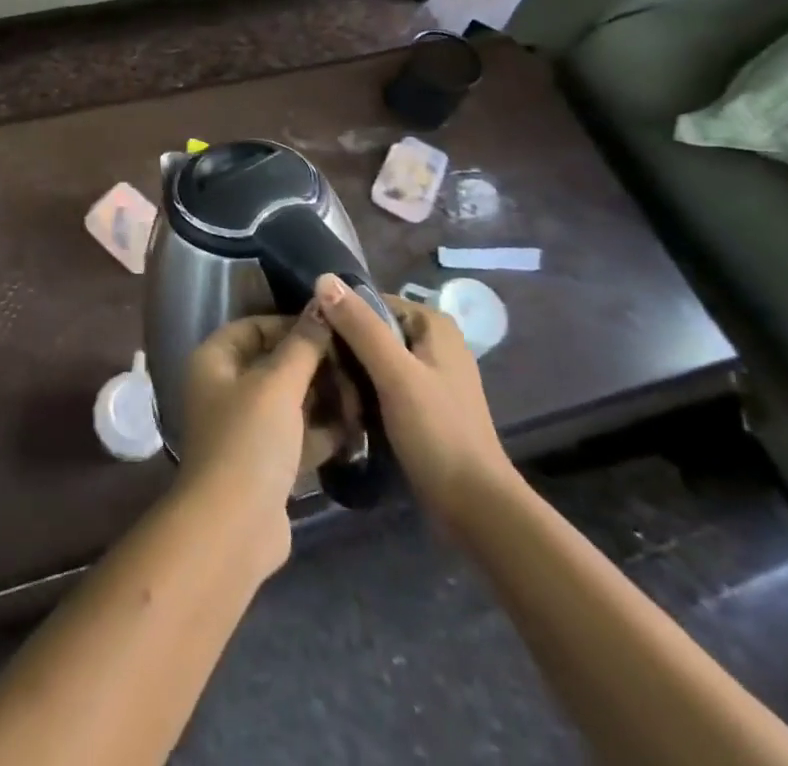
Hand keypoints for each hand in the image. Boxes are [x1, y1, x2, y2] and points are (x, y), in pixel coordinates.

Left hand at [178, 304, 341, 572]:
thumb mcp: (279, 384)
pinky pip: (298, 434)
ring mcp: (245, 428)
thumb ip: (303, 343)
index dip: (292, 324)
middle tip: (357, 364)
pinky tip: (358, 428)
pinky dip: (323, 431)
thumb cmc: (249, 440)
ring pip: (290, 401)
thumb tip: (322, 300)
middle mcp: (225, 389)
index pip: (255, 327)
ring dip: (325, 398)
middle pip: (276, 363)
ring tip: (364, 395)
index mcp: (215, 361)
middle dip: (316, 365)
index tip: (334, 328)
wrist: (234, 529)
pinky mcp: (265, 463)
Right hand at [314, 273, 515, 528]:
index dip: (338, 317)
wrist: (476, 508)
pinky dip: (364, 391)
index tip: (312, 341)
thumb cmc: (438, 433)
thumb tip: (323, 278)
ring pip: (374, 358)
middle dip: (344, 350)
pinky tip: (345, 408)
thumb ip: (360, 326)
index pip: (369, 302)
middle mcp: (433, 341)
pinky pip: (383, 383)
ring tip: (326, 391)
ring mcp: (430, 374)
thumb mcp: (395, 374)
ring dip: (351, 374)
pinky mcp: (424, 404)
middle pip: (371, 330)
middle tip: (317, 372)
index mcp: (432, 323)